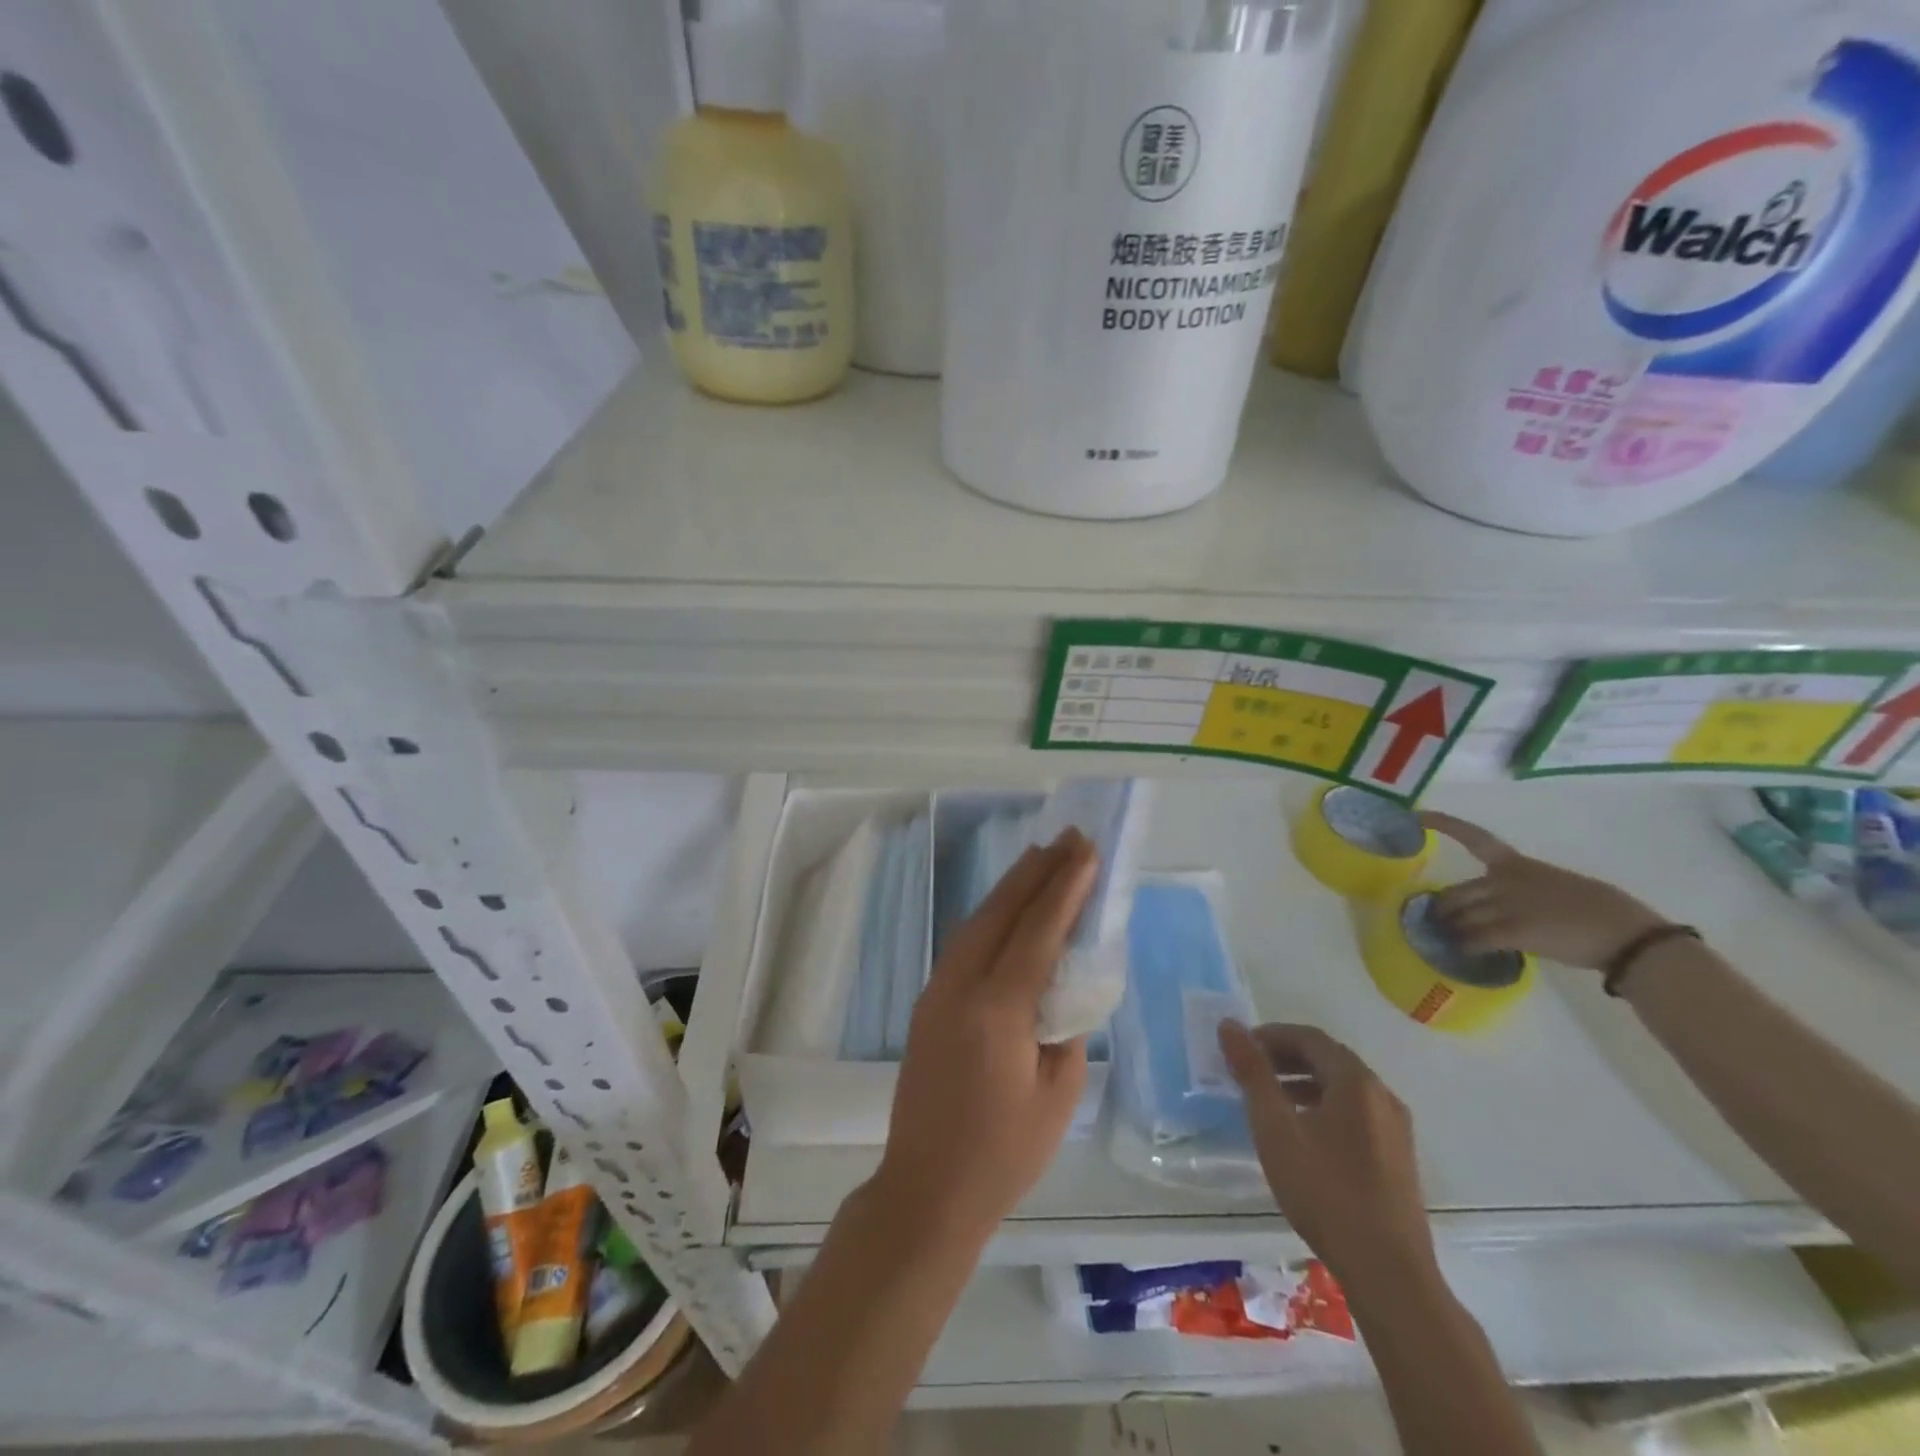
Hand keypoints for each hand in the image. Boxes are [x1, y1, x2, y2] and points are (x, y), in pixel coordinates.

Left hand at [871, 833, 1097, 1245]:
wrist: (926, 1189)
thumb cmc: (1003, 1153)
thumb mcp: (1058, 1094)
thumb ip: (1065, 1028)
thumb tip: (1062, 986)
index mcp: (997, 1010)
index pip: (1037, 931)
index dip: (1064, 888)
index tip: (1086, 852)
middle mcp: (960, 986)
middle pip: (1001, 912)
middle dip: (1036, 871)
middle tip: (1068, 839)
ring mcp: (937, 991)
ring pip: (977, 921)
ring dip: (1010, 888)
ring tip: (1041, 859)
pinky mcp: (928, 1002)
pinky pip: (964, 943)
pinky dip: (991, 916)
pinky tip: (1007, 909)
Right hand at [1219, 1021, 1437, 1299]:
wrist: (1389, 1273)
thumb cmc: (1325, 1191)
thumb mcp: (1275, 1128)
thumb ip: (1252, 1073)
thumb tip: (1229, 1025)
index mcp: (1356, 1081)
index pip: (1309, 1037)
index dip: (1271, 1036)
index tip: (1240, 1049)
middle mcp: (1382, 1095)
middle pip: (1329, 1059)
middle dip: (1285, 1058)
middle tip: (1250, 1072)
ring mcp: (1396, 1129)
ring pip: (1343, 1089)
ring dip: (1304, 1083)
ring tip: (1270, 1103)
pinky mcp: (1399, 1159)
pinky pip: (1356, 1114)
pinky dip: (1324, 1108)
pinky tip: (1303, 1137)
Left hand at [1421, 811, 1666, 970]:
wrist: (1629, 934)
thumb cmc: (1602, 910)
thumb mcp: (1556, 886)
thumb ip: (1524, 890)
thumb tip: (1507, 907)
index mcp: (1517, 865)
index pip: (1474, 837)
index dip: (1443, 825)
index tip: (1416, 816)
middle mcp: (1504, 881)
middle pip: (1456, 893)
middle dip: (1446, 910)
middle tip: (1442, 923)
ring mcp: (1506, 905)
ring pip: (1460, 917)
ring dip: (1453, 931)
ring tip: (1451, 941)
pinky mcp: (1513, 932)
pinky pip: (1474, 939)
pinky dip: (1466, 947)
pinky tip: (1466, 954)